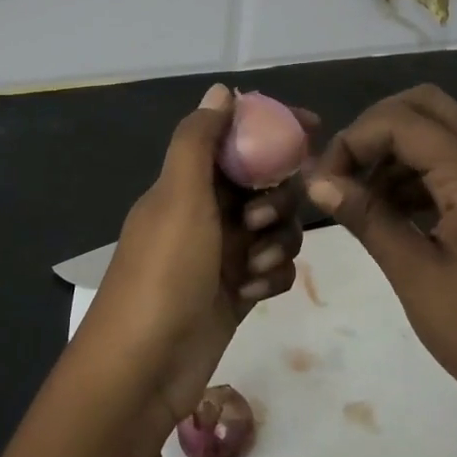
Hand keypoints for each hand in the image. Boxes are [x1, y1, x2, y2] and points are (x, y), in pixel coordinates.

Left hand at [77, 84, 311, 431]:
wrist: (143, 367)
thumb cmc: (163, 272)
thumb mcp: (178, 196)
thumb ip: (199, 140)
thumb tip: (221, 90)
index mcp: (186, 184)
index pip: (236, 140)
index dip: (272, 130)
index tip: (312, 129)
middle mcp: (206, 213)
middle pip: (264, 185)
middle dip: (275, 199)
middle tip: (259, 221)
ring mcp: (222, 255)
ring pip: (276, 227)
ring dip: (275, 242)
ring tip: (252, 267)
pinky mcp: (237, 293)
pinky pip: (274, 268)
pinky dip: (271, 276)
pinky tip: (252, 294)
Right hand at [306, 85, 456, 445]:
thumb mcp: (415, 275)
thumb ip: (367, 218)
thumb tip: (316, 182)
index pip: (400, 121)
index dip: (353, 140)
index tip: (324, 183)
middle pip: (426, 107)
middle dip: (375, 129)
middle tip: (344, 172)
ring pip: (438, 134)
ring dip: (393, 153)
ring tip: (359, 200)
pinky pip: (450, 167)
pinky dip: (414, 175)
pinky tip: (389, 214)